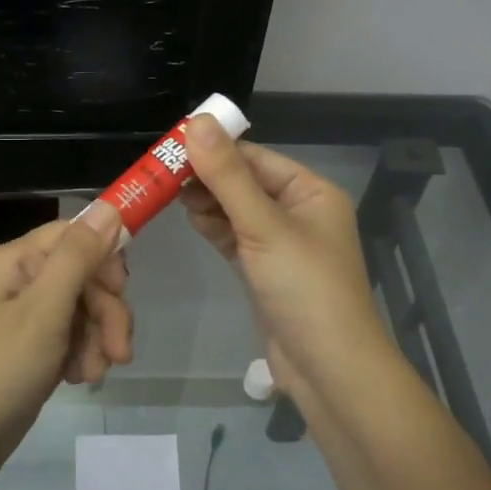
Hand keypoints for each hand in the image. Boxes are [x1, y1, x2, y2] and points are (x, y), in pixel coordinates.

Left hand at [0, 203, 131, 489]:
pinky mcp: (29, 349)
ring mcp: (24, 317)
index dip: (106, 257)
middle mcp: (20, 280)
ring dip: (98, 338)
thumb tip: (109, 206)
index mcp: (16, 261)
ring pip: (83, 309)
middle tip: (119, 352)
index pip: (75, 234)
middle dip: (107, 311)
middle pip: (84, 275)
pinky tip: (78, 379)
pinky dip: (82, 355)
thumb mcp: (43, 311)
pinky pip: (70, 337)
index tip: (123, 290)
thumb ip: (78, 257)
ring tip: (93, 374)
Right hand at [179, 116, 392, 393]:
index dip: (214, 149)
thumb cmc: (304, 288)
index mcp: (311, 191)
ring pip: (237, 210)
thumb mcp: (263, 226)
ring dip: (208, 202)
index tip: (170, 146)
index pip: (255, 157)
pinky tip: (191, 219)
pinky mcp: (266, 269)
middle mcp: (299, 211)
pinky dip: (215, 227)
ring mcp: (283, 242)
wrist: (328, 368)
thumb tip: (197, 121)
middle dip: (207, 177)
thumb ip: (227, 175)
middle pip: (245, 182)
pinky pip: (236, 236)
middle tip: (162, 175)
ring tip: (170, 196)